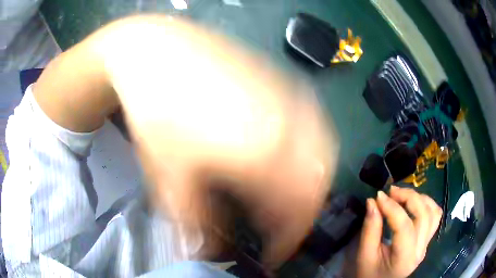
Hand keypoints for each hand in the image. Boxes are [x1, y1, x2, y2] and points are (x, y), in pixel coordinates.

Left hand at [103, 16, 338, 268]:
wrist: (158, 52)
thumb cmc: (157, 111)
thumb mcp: (169, 174)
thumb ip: (194, 220)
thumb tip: (202, 252)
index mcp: (266, 152)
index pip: (295, 211)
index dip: (286, 241)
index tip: (273, 256)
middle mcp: (292, 123)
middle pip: (319, 183)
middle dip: (303, 214)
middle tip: (278, 227)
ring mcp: (292, 96)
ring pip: (325, 151)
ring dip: (312, 183)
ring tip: (287, 196)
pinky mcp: (285, 81)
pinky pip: (314, 124)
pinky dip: (311, 151)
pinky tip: (289, 154)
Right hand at [356, 186, 441, 277]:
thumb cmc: (369, 274)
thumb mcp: (365, 255)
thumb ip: (370, 229)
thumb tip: (372, 202)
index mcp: (404, 258)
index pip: (404, 226)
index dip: (392, 207)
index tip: (378, 196)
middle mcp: (420, 249)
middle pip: (423, 214)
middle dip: (408, 197)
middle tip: (391, 191)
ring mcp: (426, 244)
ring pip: (433, 211)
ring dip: (419, 198)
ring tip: (402, 195)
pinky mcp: (427, 239)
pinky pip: (435, 216)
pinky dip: (427, 204)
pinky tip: (414, 203)